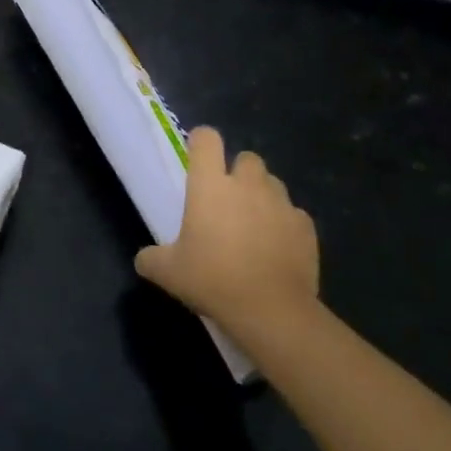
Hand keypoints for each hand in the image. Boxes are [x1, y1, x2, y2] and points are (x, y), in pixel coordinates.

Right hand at [135, 126, 318, 328]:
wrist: (271, 311)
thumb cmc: (212, 280)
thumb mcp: (168, 273)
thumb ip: (151, 258)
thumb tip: (145, 259)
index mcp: (210, 185)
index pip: (206, 139)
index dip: (201, 142)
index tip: (197, 159)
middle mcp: (247, 184)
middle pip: (246, 157)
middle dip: (238, 172)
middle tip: (227, 200)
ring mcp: (281, 203)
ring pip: (272, 183)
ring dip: (262, 195)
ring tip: (254, 224)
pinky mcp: (305, 227)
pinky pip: (293, 215)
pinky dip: (284, 224)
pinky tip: (276, 248)